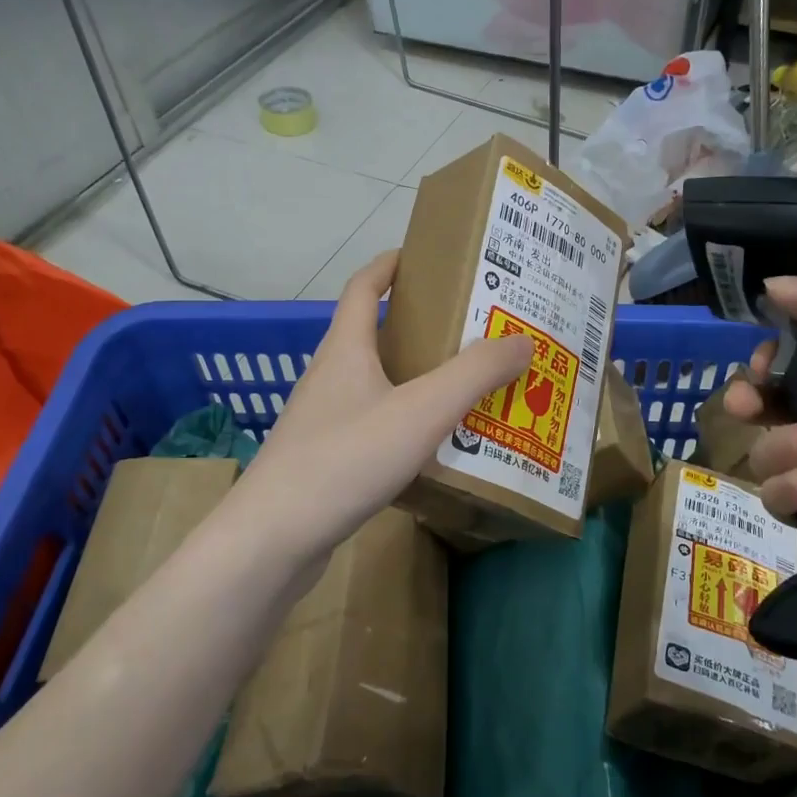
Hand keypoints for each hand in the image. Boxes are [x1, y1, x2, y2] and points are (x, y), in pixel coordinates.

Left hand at [227, 251, 529, 567]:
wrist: (274, 538)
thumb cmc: (345, 458)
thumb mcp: (421, 410)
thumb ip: (474, 374)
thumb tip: (522, 340)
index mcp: (345, 349)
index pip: (364, 287)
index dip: (392, 265)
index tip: (428, 257)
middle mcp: (330, 377)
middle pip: (375, 336)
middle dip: (422, 328)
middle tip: (474, 332)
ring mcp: (324, 421)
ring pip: (377, 386)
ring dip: (417, 381)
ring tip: (467, 389)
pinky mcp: (326, 461)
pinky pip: (374, 427)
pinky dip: (406, 425)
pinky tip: (436, 448)